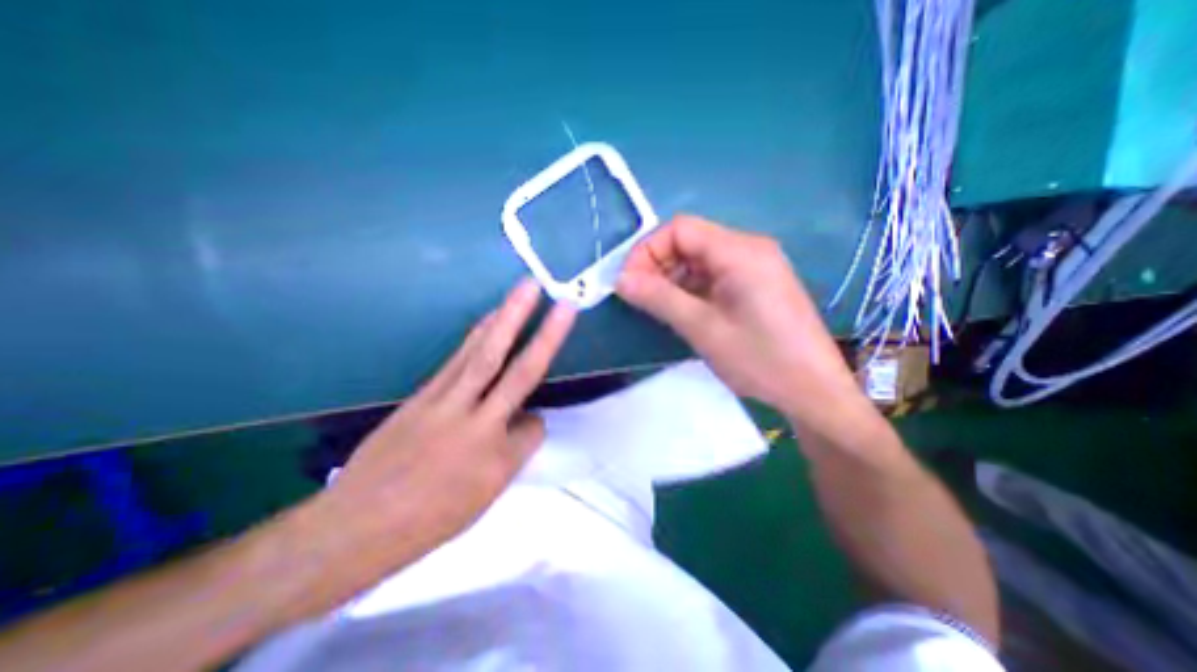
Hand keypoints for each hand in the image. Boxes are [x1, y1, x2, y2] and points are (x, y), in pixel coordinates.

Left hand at [316, 280, 576, 571]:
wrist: (352, 527)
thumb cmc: (425, 522)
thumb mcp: (481, 499)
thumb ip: (510, 455)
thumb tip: (526, 421)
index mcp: (495, 461)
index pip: (535, 428)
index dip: (537, 425)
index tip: (528, 431)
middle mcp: (476, 424)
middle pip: (517, 372)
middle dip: (543, 334)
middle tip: (559, 302)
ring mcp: (444, 403)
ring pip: (483, 354)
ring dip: (507, 318)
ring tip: (524, 291)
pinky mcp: (423, 393)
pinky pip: (458, 358)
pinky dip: (478, 334)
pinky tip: (489, 320)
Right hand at [617, 215, 870, 429]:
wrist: (813, 391)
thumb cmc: (759, 360)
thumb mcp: (702, 328)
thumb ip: (658, 298)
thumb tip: (620, 279)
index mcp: (739, 251)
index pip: (680, 229)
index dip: (647, 250)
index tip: (629, 282)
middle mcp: (748, 248)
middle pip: (690, 241)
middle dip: (658, 265)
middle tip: (639, 297)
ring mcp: (755, 266)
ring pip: (699, 259)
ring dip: (672, 278)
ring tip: (657, 307)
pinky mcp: (755, 284)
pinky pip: (713, 275)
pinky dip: (690, 288)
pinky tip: (682, 310)